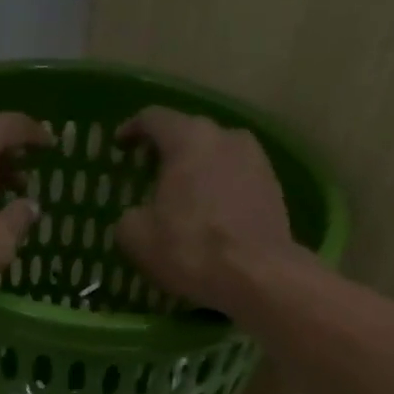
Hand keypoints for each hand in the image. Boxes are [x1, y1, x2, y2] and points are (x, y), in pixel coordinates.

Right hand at [114, 107, 298, 312]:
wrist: (258, 275)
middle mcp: (226, 136)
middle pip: (189, 135)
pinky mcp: (273, 186)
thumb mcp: (136, 238)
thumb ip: (129, 217)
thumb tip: (137, 216)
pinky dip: (218, 191)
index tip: (120, 145)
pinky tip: (210, 216)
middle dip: (167, 152)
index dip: (132, 129)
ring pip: (216, 157)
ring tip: (183, 198)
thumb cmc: (191, 248)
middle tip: (150, 174)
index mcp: (188, 139)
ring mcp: (256, 159)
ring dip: (197, 172)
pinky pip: (236, 179)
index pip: (154, 119)